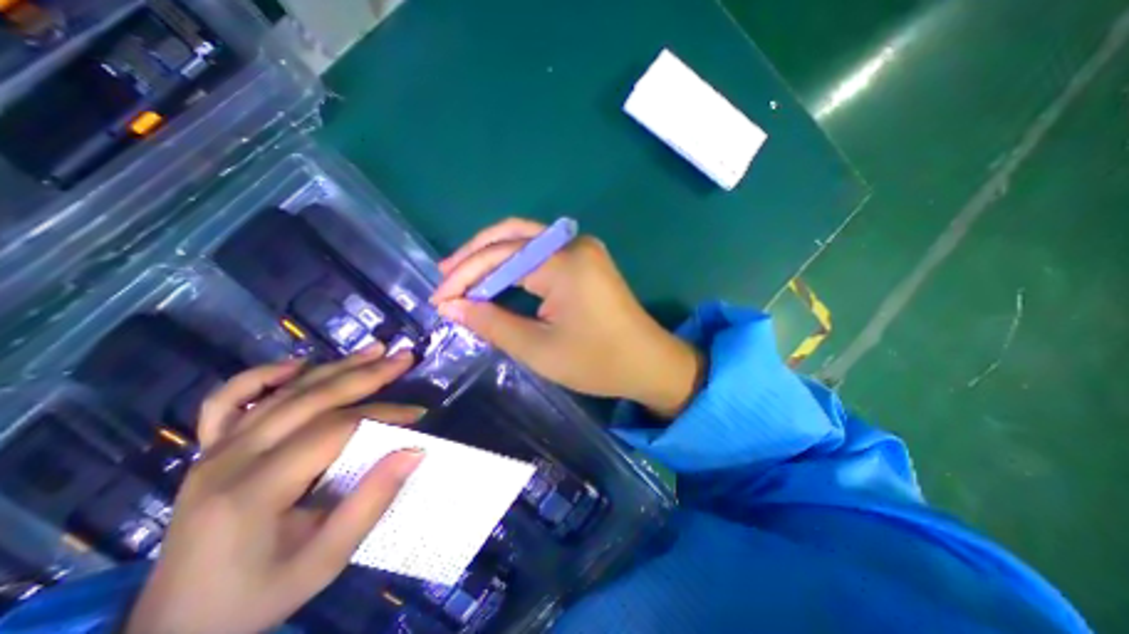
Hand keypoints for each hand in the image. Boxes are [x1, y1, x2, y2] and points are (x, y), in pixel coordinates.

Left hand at [126, 346, 426, 632]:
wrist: (176, 626)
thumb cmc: (258, 595)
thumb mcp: (325, 561)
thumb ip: (370, 502)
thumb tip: (414, 450)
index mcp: (254, 490)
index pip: (335, 430)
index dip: (383, 415)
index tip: (418, 416)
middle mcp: (229, 459)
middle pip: (312, 399)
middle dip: (367, 374)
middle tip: (405, 358)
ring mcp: (213, 450)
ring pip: (285, 391)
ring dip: (335, 366)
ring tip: (375, 349)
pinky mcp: (209, 449)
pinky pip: (229, 400)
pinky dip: (262, 375)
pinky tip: (297, 364)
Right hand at [432, 219, 703, 420]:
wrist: (648, 362)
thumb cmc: (597, 362)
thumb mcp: (538, 348)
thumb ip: (492, 323)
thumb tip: (452, 306)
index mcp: (565, 264)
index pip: (501, 257)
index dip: (465, 276)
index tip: (439, 298)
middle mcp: (574, 244)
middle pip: (512, 235)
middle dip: (475, 254)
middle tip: (446, 275)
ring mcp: (583, 249)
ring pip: (527, 239)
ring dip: (493, 254)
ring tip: (462, 273)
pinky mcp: (587, 259)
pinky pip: (542, 251)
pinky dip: (515, 262)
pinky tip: (498, 276)